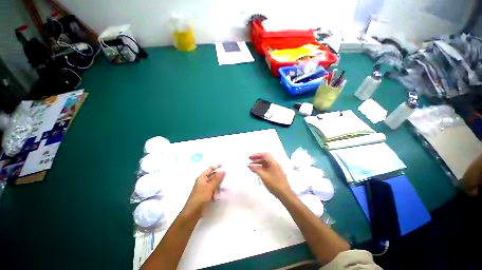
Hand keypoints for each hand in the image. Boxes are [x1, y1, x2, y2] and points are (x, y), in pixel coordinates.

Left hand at [183, 165, 225, 215]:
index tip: (225, 165)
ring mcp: (205, 189)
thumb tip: (223, 170)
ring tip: (227, 185)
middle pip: (213, 176)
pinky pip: (214, 190)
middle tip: (229, 176)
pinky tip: (223, 193)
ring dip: (220, 184)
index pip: (210, 169)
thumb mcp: (209, 187)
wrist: (193, 213)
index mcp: (202, 178)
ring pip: (215, 184)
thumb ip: (217, 179)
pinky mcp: (207, 195)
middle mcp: (203, 182)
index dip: (217, 166)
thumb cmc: (200, 198)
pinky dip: (218, 191)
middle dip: (220, 177)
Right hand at [248, 153, 291, 197]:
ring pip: (266, 163)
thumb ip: (256, 169)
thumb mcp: (264, 176)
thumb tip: (249, 165)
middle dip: (257, 158)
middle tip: (250, 160)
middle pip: (265, 158)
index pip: (265, 155)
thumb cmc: (274, 184)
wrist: (285, 194)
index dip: (257, 155)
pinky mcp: (276, 173)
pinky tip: (257, 170)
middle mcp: (275, 164)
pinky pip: (267, 167)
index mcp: (273, 163)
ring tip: (252, 166)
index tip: (250, 158)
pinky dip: (261, 167)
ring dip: (259, 163)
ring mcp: (276, 168)